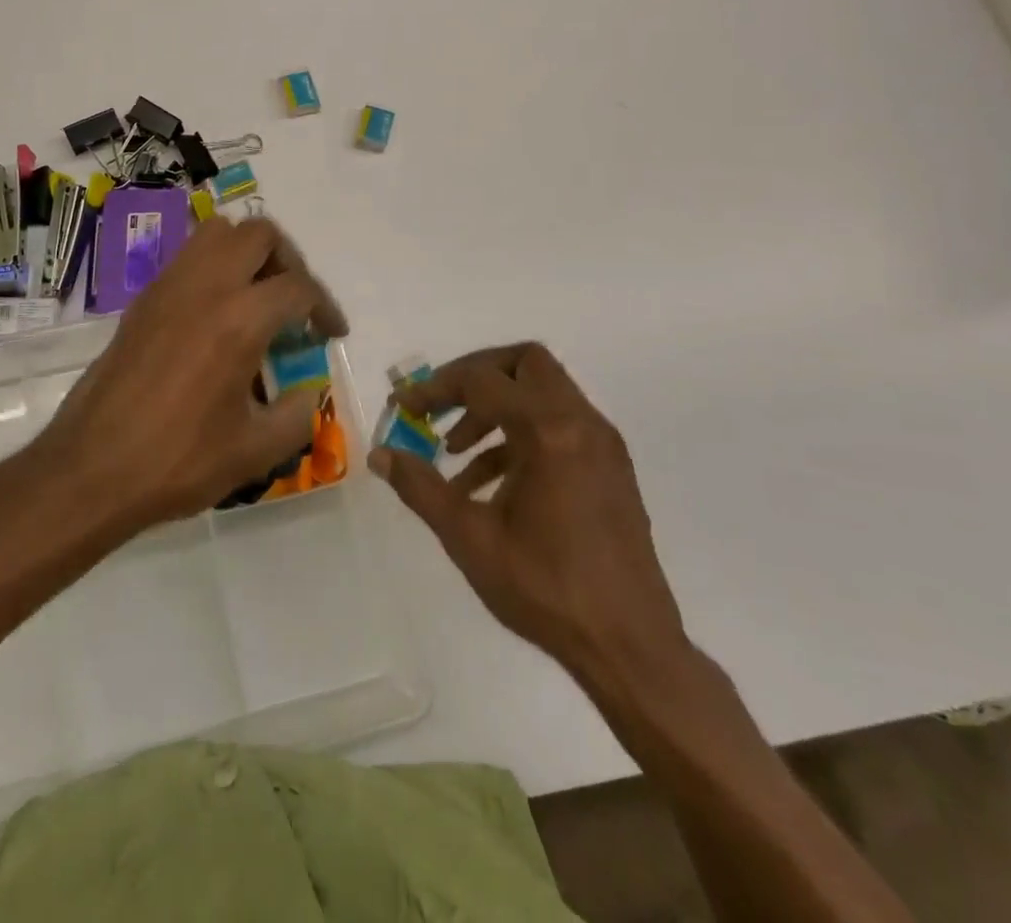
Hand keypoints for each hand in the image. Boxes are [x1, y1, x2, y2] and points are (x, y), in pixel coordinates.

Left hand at [27, 216, 347, 538]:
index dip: (325, 308)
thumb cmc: (177, 461)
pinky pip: (187, 257)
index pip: (299, 287)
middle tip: (295, 302)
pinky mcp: (142, 301)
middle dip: (290, 261)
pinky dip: (213, 267)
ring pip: (217, 232)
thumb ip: (297, 414)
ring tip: (257, 297)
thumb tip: (308, 392)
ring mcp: (168, 287)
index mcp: (240, 319)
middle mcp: (205, 287)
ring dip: (247, 252)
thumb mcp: (254, 451)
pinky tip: (216, 314)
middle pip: (260, 235)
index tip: (331, 334)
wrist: (90, 470)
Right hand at [371, 343, 691, 697]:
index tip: (403, 408)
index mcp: (548, 432)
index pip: (481, 380)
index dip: (434, 388)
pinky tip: (488, 483)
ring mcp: (602, 444)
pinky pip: (559, 426)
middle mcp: (581, 423)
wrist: (630, 647)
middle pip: (524, 364)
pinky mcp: (610, 467)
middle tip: (442, 406)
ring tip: (455, 451)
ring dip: (496, 408)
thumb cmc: (546, 589)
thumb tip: (380, 454)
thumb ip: (420, 487)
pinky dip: (521, 435)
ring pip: (543, 393)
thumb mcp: (469, 537)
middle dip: (476, 376)